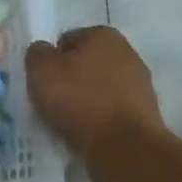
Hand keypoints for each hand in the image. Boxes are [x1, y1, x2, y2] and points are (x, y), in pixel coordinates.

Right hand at [26, 26, 167, 160]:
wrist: (124, 146)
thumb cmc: (78, 99)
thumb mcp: (41, 70)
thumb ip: (37, 53)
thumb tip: (44, 52)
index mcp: (103, 35)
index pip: (66, 40)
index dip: (50, 59)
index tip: (42, 80)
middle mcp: (127, 52)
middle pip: (85, 63)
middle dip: (69, 78)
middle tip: (51, 99)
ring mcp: (140, 83)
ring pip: (98, 87)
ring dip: (83, 99)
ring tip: (66, 119)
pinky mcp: (145, 112)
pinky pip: (110, 109)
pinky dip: (97, 117)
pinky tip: (86, 130)